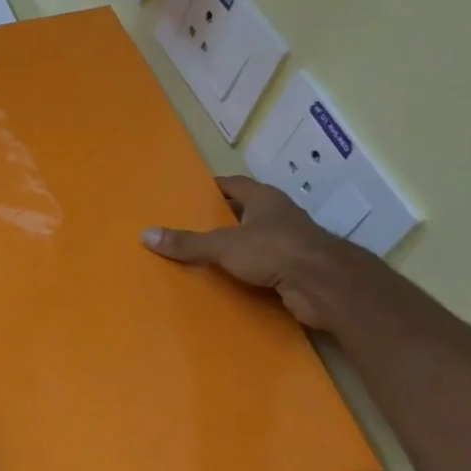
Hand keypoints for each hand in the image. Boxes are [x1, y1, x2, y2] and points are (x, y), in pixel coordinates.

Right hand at [141, 176, 353, 329]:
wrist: (324, 285)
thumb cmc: (275, 250)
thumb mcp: (223, 245)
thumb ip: (187, 242)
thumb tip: (145, 234)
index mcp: (264, 199)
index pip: (235, 185)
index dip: (213, 188)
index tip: (190, 194)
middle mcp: (279, 217)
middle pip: (245, 212)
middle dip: (220, 219)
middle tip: (188, 227)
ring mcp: (290, 244)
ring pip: (255, 241)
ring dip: (234, 247)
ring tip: (202, 256)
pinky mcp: (294, 270)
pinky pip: (263, 267)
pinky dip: (246, 272)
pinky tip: (226, 281)